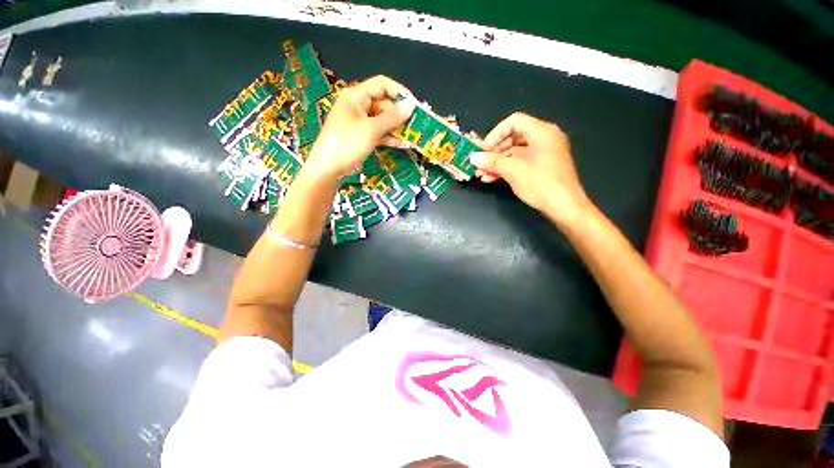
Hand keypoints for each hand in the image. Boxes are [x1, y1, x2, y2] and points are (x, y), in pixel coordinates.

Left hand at [303, 75, 415, 181]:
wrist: (329, 168)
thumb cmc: (347, 144)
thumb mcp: (371, 129)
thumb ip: (392, 117)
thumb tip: (410, 105)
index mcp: (356, 96)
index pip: (382, 84)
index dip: (399, 92)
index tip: (413, 105)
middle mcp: (358, 106)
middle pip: (384, 104)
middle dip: (399, 115)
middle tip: (414, 126)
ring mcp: (360, 122)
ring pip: (383, 120)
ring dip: (396, 128)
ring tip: (410, 136)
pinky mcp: (362, 136)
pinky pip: (379, 133)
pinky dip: (389, 137)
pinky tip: (400, 144)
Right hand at [470, 112, 591, 226]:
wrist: (564, 207)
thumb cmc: (541, 183)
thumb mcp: (513, 170)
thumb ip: (492, 162)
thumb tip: (473, 157)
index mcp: (542, 132)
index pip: (514, 122)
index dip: (495, 134)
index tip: (483, 149)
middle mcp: (544, 139)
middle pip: (513, 137)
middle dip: (494, 151)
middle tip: (480, 163)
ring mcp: (543, 154)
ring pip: (514, 152)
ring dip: (497, 163)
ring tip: (481, 174)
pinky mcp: (541, 167)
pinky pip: (520, 162)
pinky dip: (505, 169)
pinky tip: (490, 178)